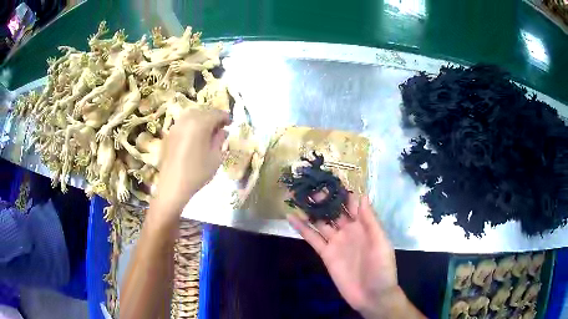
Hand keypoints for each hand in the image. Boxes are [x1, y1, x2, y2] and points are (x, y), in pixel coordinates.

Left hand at [153, 108, 229, 217]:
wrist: (173, 186)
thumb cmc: (197, 173)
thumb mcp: (215, 157)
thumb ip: (220, 140)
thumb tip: (222, 131)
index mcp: (200, 124)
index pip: (216, 114)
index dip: (225, 117)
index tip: (231, 124)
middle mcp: (187, 120)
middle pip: (203, 111)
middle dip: (213, 117)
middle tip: (221, 127)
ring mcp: (176, 126)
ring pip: (192, 115)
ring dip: (202, 119)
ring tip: (208, 130)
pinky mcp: (170, 134)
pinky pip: (183, 123)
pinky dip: (192, 124)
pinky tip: (195, 136)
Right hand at [288, 195, 422, 318]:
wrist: (372, 295)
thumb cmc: (382, 268)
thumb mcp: (381, 243)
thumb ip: (370, 221)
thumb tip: (362, 195)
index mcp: (364, 225)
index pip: (352, 204)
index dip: (342, 192)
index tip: (329, 178)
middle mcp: (348, 230)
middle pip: (333, 210)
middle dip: (323, 198)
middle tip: (309, 185)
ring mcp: (336, 242)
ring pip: (320, 222)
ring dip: (309, 210)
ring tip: (296, 195)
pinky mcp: (326, 254)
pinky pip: (312, 239)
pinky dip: (302, 228)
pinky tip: (291, 217)